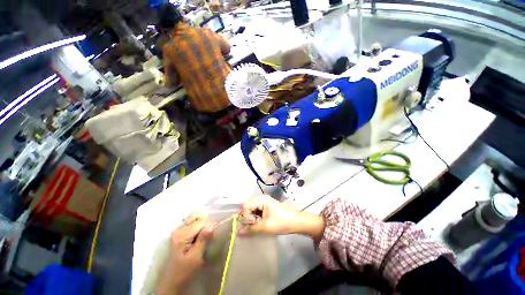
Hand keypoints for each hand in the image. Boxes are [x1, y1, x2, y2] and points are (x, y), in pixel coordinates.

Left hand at [156, 212, 211, 294]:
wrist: (170, 282)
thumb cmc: (183, 271)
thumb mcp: (195, 258)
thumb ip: (203, 240)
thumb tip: (211, 225)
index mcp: (182, 235)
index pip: (201, 221)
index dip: (208, 226)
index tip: (210, 236)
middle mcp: (178, 229)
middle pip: (196, 215)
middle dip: (204, 221)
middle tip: (208, 233)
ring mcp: (177, 231)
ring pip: (193, 217)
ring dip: (201, 223)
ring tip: (204, 234)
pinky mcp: (178, 234)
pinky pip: (191, 223)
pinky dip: (197, 225)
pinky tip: (199, 235)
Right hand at [240, 195, 324, 241]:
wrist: (295, 222)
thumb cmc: (281, 222)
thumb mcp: (265, 226)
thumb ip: (250, 229)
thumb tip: (238, 233)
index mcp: (260, 199)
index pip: (244, 206)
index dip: (246, 216)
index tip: (253, 223)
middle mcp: (260, 199)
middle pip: (247, 208)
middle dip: (249, 218)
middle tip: (256, 224)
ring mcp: (262, 203)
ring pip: (251, 211)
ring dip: (252, 219)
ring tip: (260, 225)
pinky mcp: (265, 207)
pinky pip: (255, 212)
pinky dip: (256, 219)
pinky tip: (261, 223)